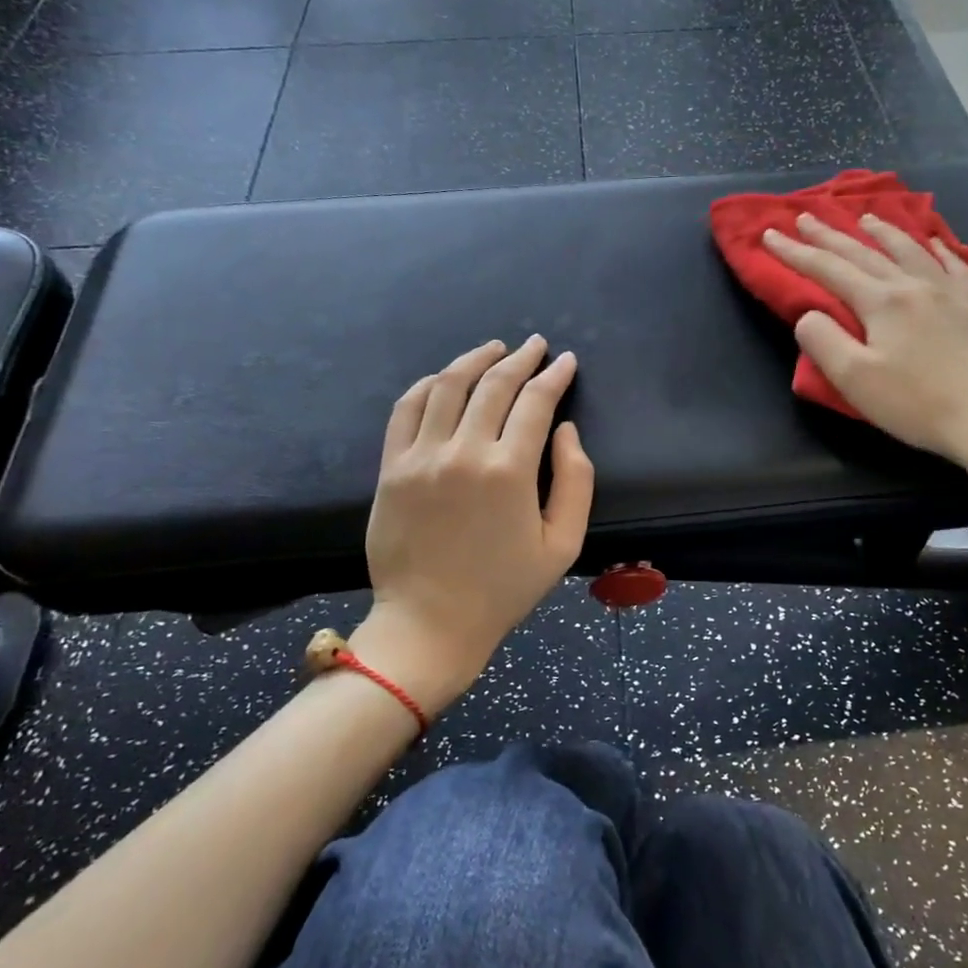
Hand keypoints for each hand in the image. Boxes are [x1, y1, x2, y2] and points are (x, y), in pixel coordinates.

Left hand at [356, 336, 594, 714]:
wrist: (430, 623)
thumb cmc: (503, 588)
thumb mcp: (563, 544)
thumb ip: (575, 481)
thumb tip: (566, 430)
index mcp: (510, 472)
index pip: (536, 402)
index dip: (554, 376)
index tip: (567, 361)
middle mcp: (464, 452)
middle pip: (494, 386)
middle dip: (521, 359)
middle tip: (536, 345)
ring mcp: (421, 457)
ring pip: (448, 386)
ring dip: (475, 359)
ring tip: (495, 348)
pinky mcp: (391, 468)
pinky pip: (406, 409)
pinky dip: (428, 385)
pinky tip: (445, 378)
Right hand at [763, 211, 967, 473]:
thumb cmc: (916, 404)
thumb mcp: (855, 379)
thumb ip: (823, 341)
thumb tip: (808, 314)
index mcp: (882, 301)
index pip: (828, 269)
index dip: (795, 253)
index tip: (769, 235)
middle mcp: (914, 285)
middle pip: (865, 253)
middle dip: (830, 235)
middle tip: (806, 216)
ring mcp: (950, 293)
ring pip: (910, 250)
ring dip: (883, 231)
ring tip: (865, 218)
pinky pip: (955, 266)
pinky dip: (939, 250)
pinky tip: (934, 243)